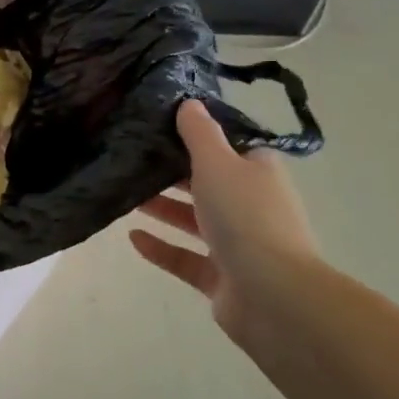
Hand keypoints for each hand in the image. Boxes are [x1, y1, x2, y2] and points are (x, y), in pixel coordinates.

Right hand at [130, 100, 320, 350]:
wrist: (274, 296)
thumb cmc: (246, 216)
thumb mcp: (218, 162)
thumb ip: (199, 133)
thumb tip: (189, 102)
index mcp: (257, 172)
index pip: (227, 147)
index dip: (196, 136)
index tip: (158, 126)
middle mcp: (250, 205)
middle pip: (207, 182)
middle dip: (171, 172)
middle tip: (132, 157)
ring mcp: (238, 245)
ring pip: (194, 220)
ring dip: (162, 207)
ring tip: (124, 194)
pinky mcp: (222, 278)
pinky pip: (185, 257)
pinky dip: (161, 247)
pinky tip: (132, 237)